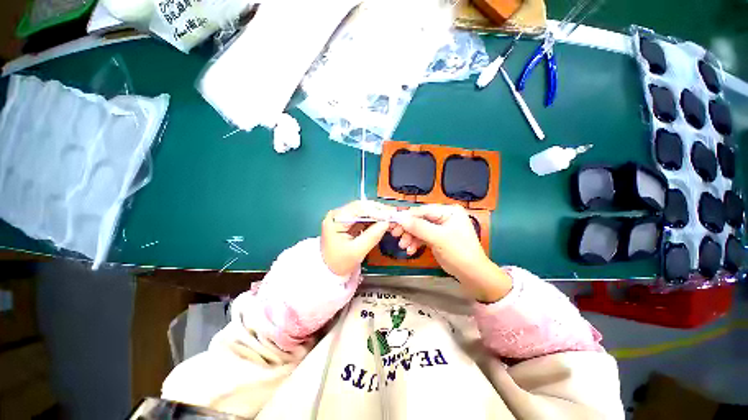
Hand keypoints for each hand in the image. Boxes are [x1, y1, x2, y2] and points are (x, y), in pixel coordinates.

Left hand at [321, 201, 394, 276]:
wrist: (329, 271)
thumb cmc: (339, 262)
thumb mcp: (356, 251)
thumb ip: (372, 236)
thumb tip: (386, 223)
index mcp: (336, 219)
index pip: (358, 208)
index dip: (376, 210)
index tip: (391, 214)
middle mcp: (338, 214)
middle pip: (361, 207)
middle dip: (378, 211)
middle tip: (394, 215)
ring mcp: (343, 216)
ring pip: (364, 210)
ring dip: (377, 214)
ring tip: (391, 218)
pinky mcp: (348, 221)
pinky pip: (363, 217)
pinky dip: (374, 219)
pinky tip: (383, 222)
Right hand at [393, 204, 511, 302]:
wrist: (472, 275)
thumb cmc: (460, 253)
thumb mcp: (439, 238)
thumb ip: (419, 227)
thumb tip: (400, 218)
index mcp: (449, 211)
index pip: (423, 210)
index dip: (408, 216)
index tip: (394, 223)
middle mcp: (444, 216)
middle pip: (419, 219)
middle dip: (408, 229)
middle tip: (395, 235)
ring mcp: (439, 228)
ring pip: (418, 229)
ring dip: (410, 237)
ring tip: (403, 247)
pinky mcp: (436, 238)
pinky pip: (421, 237)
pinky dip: (415, 243)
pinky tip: (410, 251)